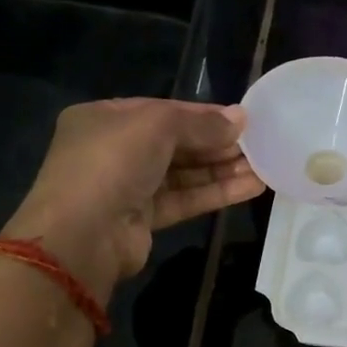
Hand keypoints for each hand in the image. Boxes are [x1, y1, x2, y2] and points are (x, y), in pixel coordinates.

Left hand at [3, 99, 264, 298]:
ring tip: (265, 165)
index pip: (163, 111)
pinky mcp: (143, 219)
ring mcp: (128, 187)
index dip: (203, 114)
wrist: (82, 235)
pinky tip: (252, 187)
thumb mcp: (157, 126)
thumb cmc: (112, 163)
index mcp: (105, 118)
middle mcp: (114, 150)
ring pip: (183, 173)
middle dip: (217, 143)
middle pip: (176, 142)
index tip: (242, 119)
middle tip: (260, 142)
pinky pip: (185, 199)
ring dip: (223, 169)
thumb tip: (240, 119)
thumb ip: (201, 122)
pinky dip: (216, 192)